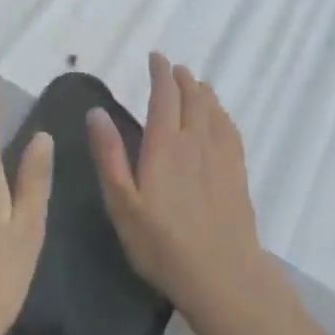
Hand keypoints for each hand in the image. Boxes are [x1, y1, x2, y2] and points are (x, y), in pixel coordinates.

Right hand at [89, 53, 273, 329]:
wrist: (223, 277)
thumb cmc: (163, 244)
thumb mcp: (123, 204)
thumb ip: (109, 156)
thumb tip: (96, 112)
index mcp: (164, 143)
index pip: (164, 94)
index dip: (160, 72)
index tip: (156, 57)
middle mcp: (195, 139)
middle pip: (192, 96)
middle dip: (182, 77)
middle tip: (174, 68)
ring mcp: (220, 155)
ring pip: (213, 109)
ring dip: (203, 91)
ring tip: (196, 84)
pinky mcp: (237, 172)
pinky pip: (230, 129)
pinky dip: (222, 114)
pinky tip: (220, 118)